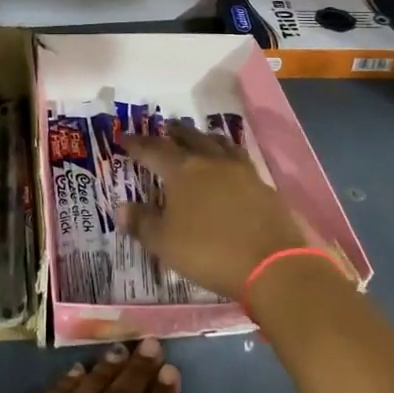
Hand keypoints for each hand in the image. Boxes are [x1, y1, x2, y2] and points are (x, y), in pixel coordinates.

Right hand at [118, 122, 310, 299]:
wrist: (272, 263)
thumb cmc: (210, 252)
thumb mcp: (165, 243)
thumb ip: (142, 223)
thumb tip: (121, 207)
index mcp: (182, 171)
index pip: (153, 150)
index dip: (136, 143)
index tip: (123, 137)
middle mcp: (210, 161)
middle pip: (189, 137)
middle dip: (174, 132)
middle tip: (165, 128)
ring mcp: (240, 170)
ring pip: (217, 143)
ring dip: (203, 137)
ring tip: (198, 137)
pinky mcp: (262, 184)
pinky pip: (238, 157)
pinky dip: (226, 153)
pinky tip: (228, 163)